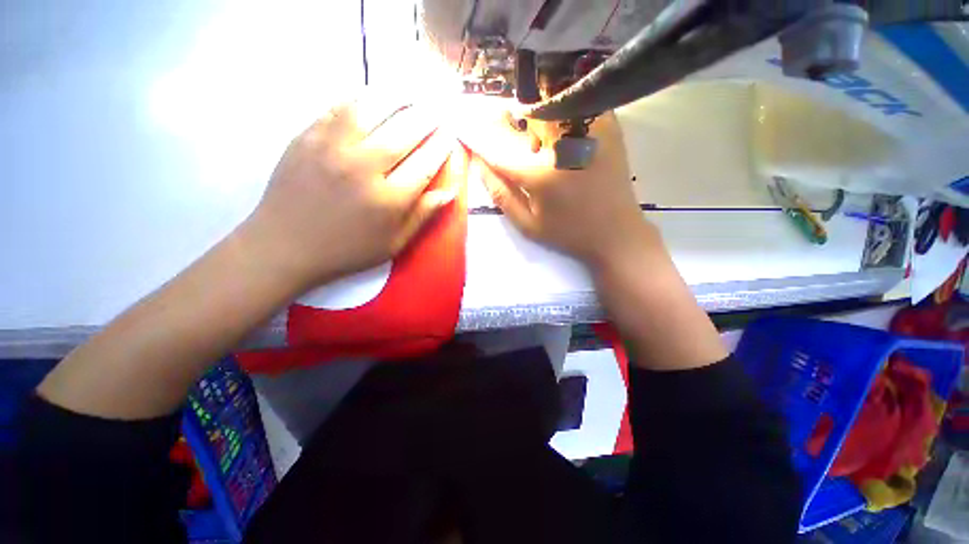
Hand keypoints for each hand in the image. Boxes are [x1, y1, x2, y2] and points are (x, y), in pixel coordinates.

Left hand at [244, 95, 455, 289]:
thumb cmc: (348, 250)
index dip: (441, 149)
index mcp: (388, 200)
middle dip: (426, 120)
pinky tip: (373, 97)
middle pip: (404, 134)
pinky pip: (338, 108)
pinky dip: (361, 98)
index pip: (424, 165)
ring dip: (397, 100)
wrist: (285, 246)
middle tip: (436, 112)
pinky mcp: (307, 137)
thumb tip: (449, 193)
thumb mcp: (393, 243)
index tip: (450, 138)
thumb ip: (422, 216)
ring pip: (372, 111)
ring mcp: (333, 149)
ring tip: (410, 96)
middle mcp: (364, 169)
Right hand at [457, 99, 653, 269]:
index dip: (478, 136)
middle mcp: (563, 144)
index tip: (462, 125)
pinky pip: (578, 103)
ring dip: (536, 114)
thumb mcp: (528, 225)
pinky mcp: (608, 127)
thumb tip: (479, 164)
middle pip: (525, 114)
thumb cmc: (569, 233)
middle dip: (508, 119)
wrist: (616, 233)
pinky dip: (563, 108)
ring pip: (551, 104)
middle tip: (507, 131)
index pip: (498, 147)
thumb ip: (501, 194)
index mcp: (540, 173)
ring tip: (537, 135)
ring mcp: (589, 131)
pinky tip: (561, 129)